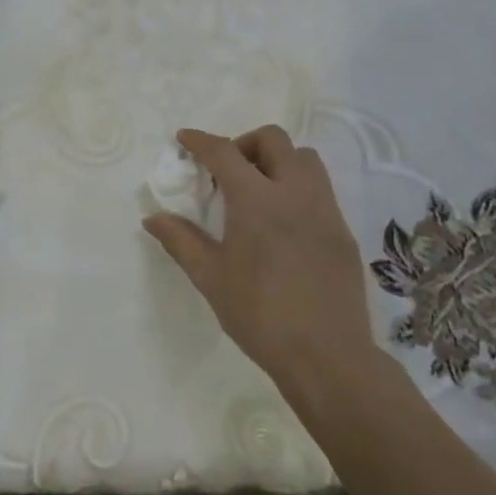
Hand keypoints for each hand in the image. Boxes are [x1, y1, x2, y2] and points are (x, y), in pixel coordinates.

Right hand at [142, 126, 378, 389]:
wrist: (327, 356)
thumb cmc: (259, 314)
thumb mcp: (210, 277)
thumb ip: (180, 240)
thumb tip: (153, 217)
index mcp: (256, 199)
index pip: (224, 152)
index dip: (200, 141)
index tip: (184, 139)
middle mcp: (294, 191)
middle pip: (272, 139)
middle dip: (244, 143)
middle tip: (226, 170)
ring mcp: (325, 209)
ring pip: (304, 158)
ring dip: (277, 159)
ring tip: (258, 189)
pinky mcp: (342, 230)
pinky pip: (320, 188)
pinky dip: (297, 186)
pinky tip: (283, 221)